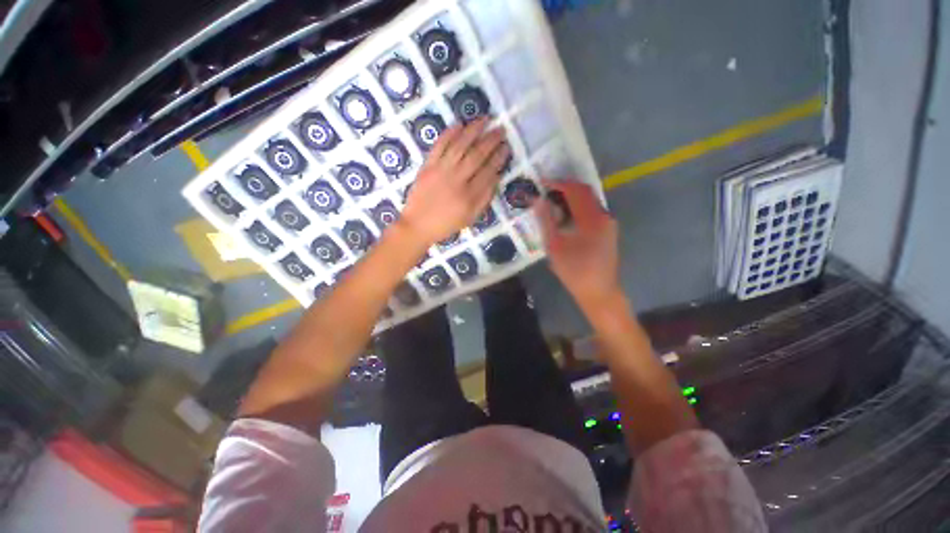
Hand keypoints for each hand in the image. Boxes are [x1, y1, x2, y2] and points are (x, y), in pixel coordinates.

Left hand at [400, 118, 509, 245]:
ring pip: (459, 146)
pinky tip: (459, 124)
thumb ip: (484, 199)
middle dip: (491, 140)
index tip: (506, 147)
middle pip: (477, 155)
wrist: (417, 225)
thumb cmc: (446, 224)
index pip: (488, 171)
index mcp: (469, 196)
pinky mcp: (427, 166)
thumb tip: (496, 178)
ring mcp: (441, 171)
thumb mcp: (470, 218)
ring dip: (473, 130)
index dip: (499, 157)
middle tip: (501, 129)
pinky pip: (439, 146)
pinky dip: (449, 134)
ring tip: (484, 119)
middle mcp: (457, 180)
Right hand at [535, 180, 620, 309]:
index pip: (575, 191)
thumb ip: (546, 221)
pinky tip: (565, 215)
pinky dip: (578, 206)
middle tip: (546, 190)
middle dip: (565, 187)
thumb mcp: (554, 246)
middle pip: (585, 191)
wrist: (598, 291)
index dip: (558, 184)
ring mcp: (608, 223)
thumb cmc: (574, 271)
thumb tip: (537, 200)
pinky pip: (592, 210)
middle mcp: (603, 216)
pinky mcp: (608, 230)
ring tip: (552, 201)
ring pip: (590, 200)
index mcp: (591, 219)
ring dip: (572, 197)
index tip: (541, 183)